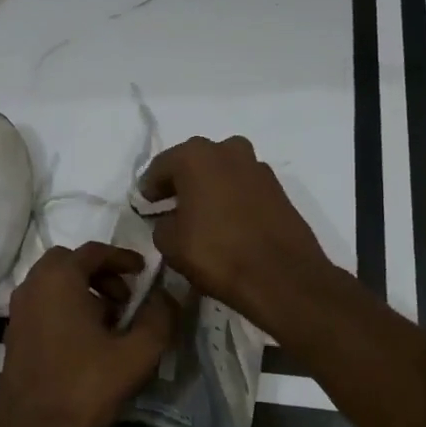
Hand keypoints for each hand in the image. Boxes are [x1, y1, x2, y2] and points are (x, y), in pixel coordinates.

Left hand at [0, 243, 178, 426]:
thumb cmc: (87, 385)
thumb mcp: (138, 352)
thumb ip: (159, 317)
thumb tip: (167, 296)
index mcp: (59, 279)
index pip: (94, 251)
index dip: (123, 257)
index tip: (143, 272)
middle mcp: (32, 286)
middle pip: (68, 263)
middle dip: (99, 273)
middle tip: (124, 298)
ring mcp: (17, 311)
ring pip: (53, 285)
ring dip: (82, 291)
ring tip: (109, 322)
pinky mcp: (12, 335)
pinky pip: (42, 306)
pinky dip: (64, 308)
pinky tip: (84, 342)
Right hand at [139, 136, 334, 334]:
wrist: (281, 276)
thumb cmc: (216, 253)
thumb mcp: (169, 243)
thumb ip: (162, 223)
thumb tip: (171, 219)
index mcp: (196, 156)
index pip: (161, 166)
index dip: (149, 187)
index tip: (144, 204)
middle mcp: (228, 150)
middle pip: (195, 162)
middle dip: (182, 181)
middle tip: (171, 205)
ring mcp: (258, 167)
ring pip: (223, 171)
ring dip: (210, 187)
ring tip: (201, 214)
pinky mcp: (278, 188)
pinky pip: (244, 187)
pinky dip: (232, 198)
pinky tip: (227, 222)